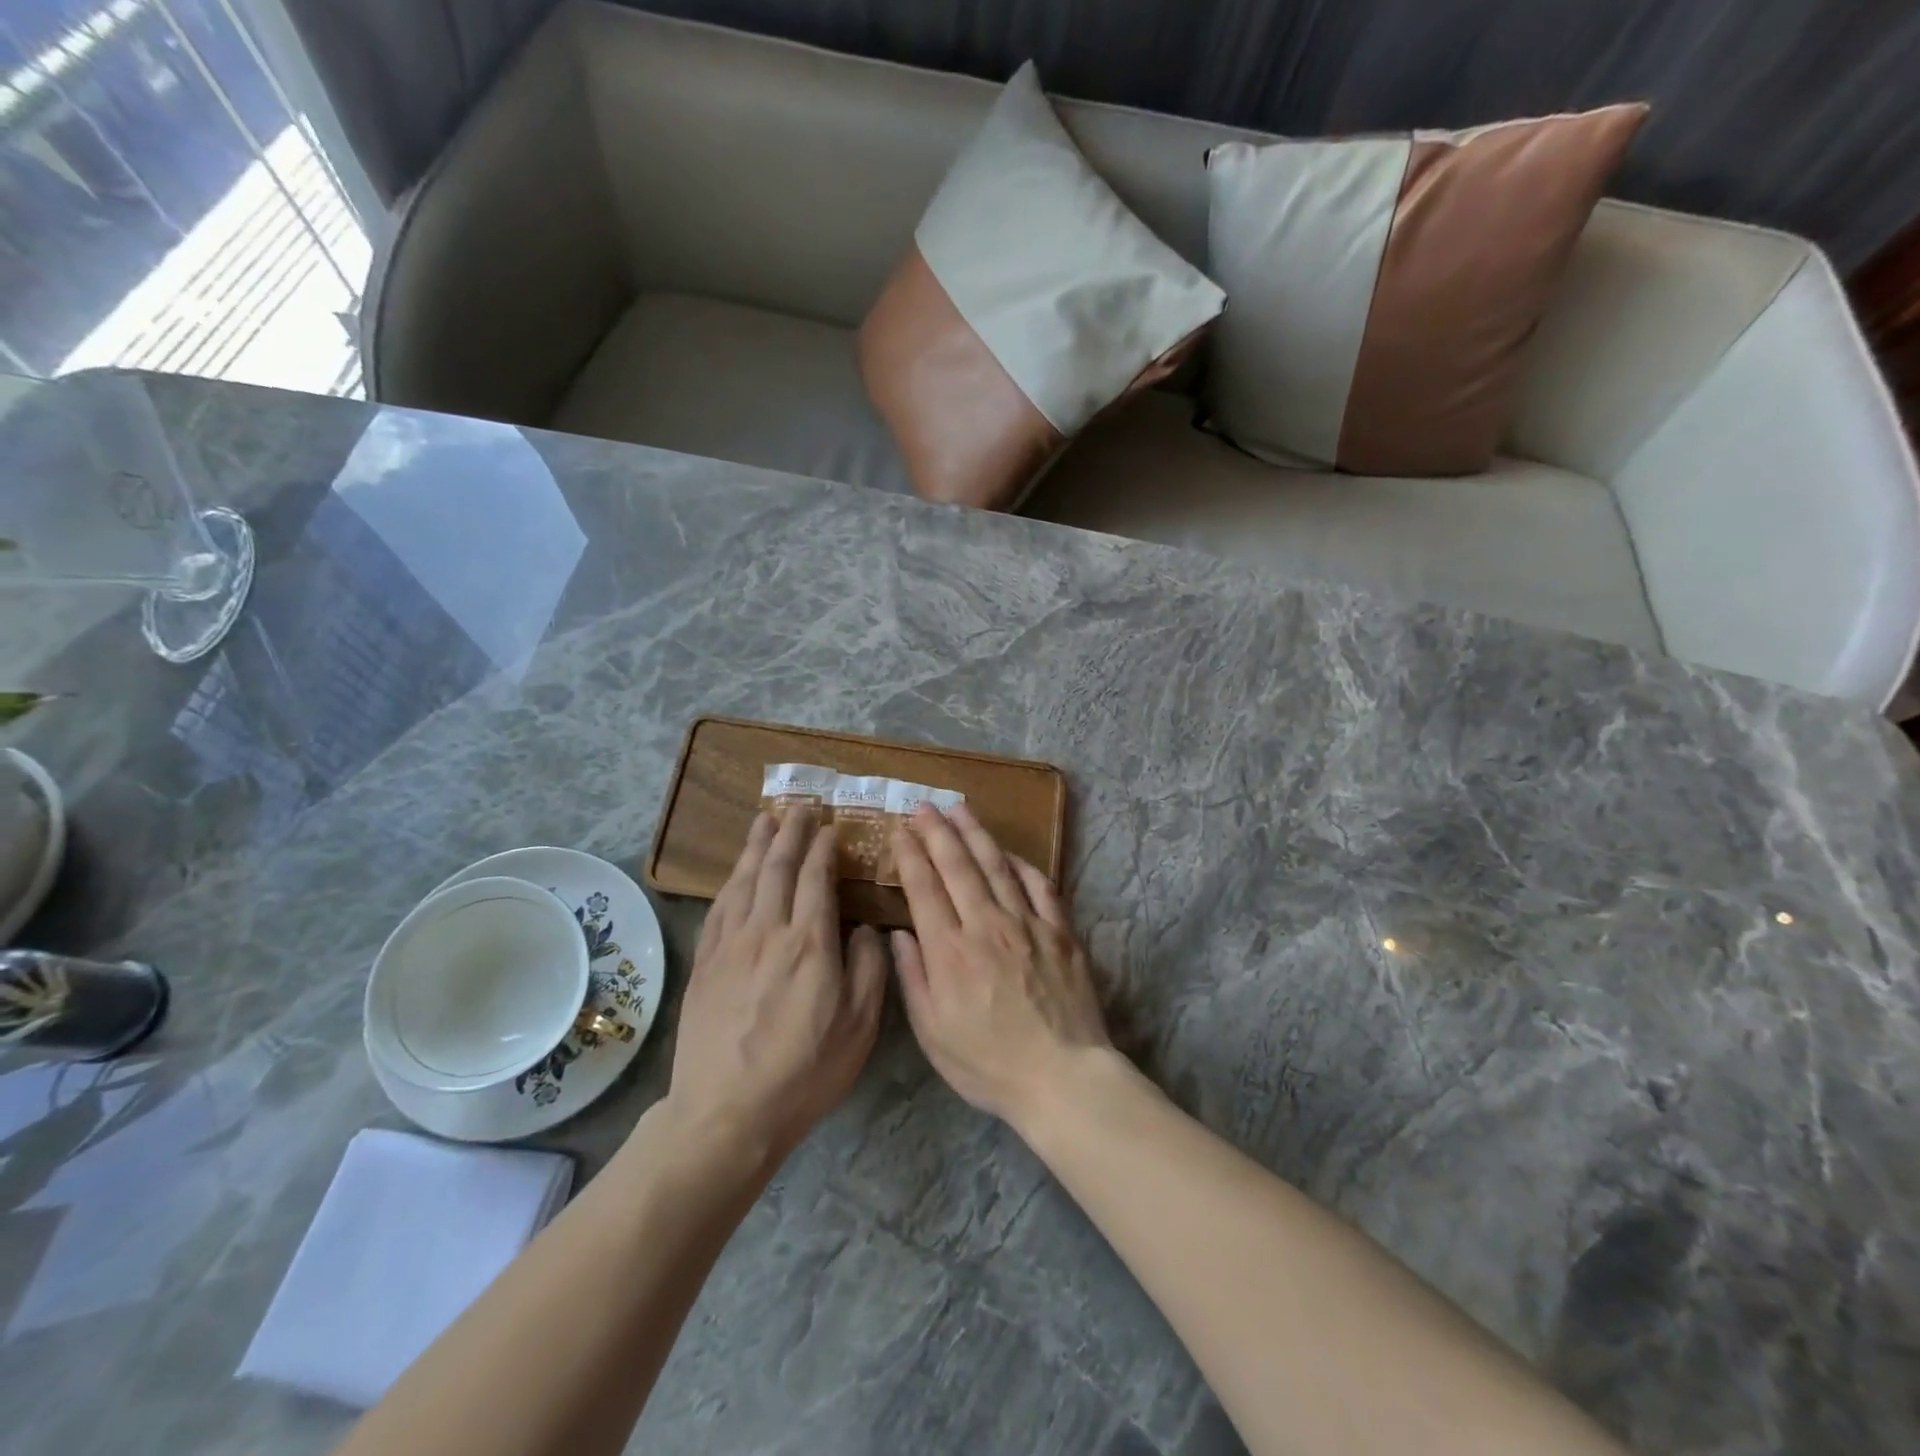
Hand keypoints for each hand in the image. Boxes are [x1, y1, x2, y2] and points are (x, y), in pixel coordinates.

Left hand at [667, 810, 886, 1165]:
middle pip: (777, 868)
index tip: (830, 828)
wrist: (727, 1112)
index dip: (823, 849)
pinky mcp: (705, 963)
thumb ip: (867, 968)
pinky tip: (736, 873)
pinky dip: (731, 881)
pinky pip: (719, 907)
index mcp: (809, 943)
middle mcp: (767, 931)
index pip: (816, 878)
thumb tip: (863, 928)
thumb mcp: (860, 1026)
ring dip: (756, 846)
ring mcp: (730, 945)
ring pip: (744, 880)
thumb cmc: (804, 1071)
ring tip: (765, 820)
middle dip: (790, 833)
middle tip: (798, 807)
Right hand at [890, 802, 1110, 1125]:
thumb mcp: (933, 1034)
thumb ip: (913, 978)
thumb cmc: (989, 1064)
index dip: (910, 855)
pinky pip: (1039, 886)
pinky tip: (1009, 853)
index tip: (901, 831)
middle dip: (938, 832)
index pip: (924, 888)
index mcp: (950, 951)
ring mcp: (1027, 924)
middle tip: (924, 806)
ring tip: (960, 809)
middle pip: (958, 866)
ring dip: (976, 834)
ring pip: (997, 866)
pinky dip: (1022, 864)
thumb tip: (899, 934)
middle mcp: (986, 926)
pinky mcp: (1060, 931)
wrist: (1062, 1077)